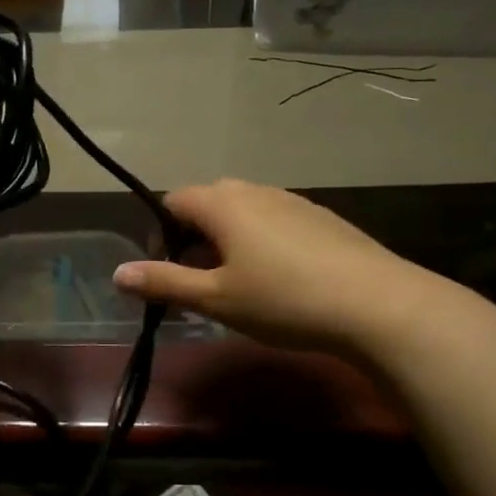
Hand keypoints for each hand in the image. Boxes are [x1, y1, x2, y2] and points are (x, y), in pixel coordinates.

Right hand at [113, 179, 439, 355]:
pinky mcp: (322, 218)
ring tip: (240, 286)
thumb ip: (164, 283)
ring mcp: (293, 201)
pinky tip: (282, 281)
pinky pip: (275, 222)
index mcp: (223, 203)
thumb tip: (117, 273)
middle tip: (200, 284)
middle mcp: (255, 191)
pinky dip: (262, 243)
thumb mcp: (216, 299)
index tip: (168, 274)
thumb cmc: (283, 300)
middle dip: (193, 239)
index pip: (173, 201)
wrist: (378, 304)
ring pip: (244, 213)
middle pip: (208, 204)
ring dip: (228, 242)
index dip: (161, 234)